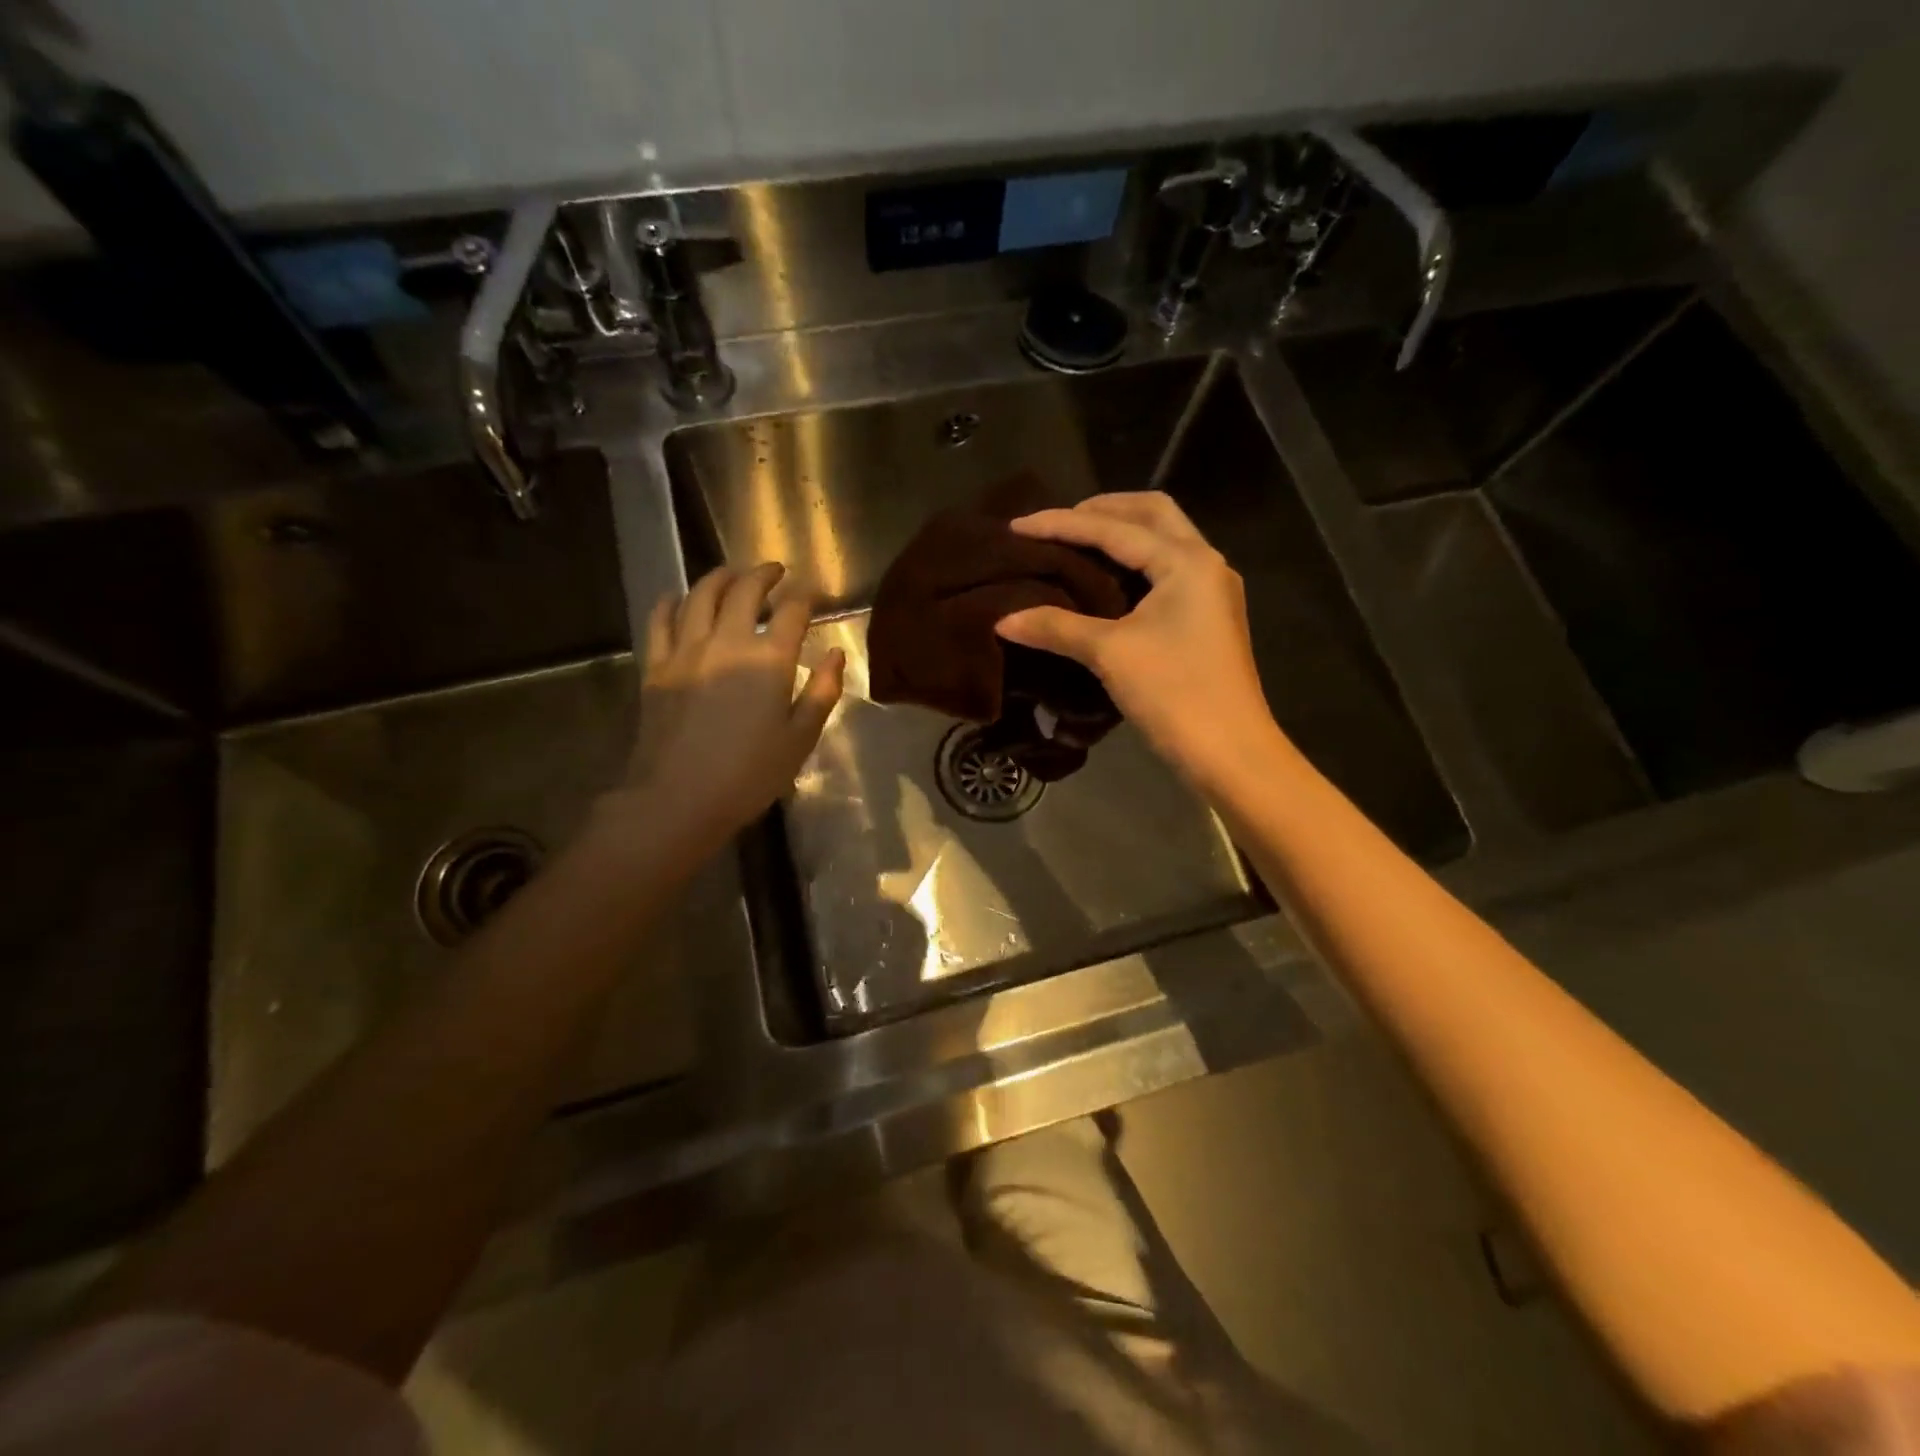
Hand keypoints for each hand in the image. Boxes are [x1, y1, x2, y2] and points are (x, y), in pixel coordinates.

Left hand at [612, 563, 844, 851]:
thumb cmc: (749, 774)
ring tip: (732, 574)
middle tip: (775, 570)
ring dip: (720, 577)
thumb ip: (823, 691)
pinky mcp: (657, 665)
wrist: (678, 797)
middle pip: (745, 590)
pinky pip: (660, 619)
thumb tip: (835, 654)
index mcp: (769, 660)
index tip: (813, 595)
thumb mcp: (801, 738)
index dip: (806, 597)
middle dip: (763, 574)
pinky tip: (679, 598)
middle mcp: (728, 641)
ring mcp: (686, 649)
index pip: (792, 612)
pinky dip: (672, 602)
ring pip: (701, 595)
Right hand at [995, 493, 1283, 791]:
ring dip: (1121, 533)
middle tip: (1058, 524)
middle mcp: (1204, 563)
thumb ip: (1056, 627)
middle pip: (1152, 514)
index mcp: (1186, 561)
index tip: (1017, 526)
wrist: (1230, 753)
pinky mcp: (1207, 617)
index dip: (1062, 524)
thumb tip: (1003, 620)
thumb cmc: (1174, 694)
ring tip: (1075, 544)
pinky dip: (1133, 562)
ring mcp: (1211, 591)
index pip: (1114, 528)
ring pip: (1163, 540)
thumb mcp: (1110, 654)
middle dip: (1102, 510)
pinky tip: (1104, 580)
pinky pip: (1166, 569)